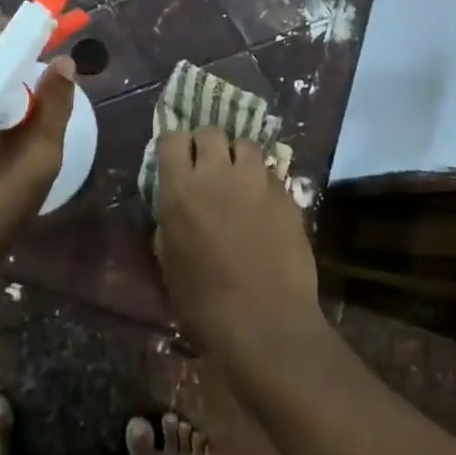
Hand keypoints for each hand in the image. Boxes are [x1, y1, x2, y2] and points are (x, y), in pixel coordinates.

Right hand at [153, 129, 322, 356]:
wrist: (265, 322)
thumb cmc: (204, 301)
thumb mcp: (169, 260)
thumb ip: (170, 220)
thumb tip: (176, 204)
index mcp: (181, 188)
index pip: (172, 138)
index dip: (174, 147)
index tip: (177, 162)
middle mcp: (218, 173)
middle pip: (211, 132)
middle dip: (207, 145)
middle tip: (208, 169)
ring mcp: (257, 180)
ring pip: (245, 145)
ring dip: (238, 158)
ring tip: (239, 181)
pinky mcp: (286, 194)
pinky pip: (270, 173)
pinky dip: (263, 181)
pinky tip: (263, 205)